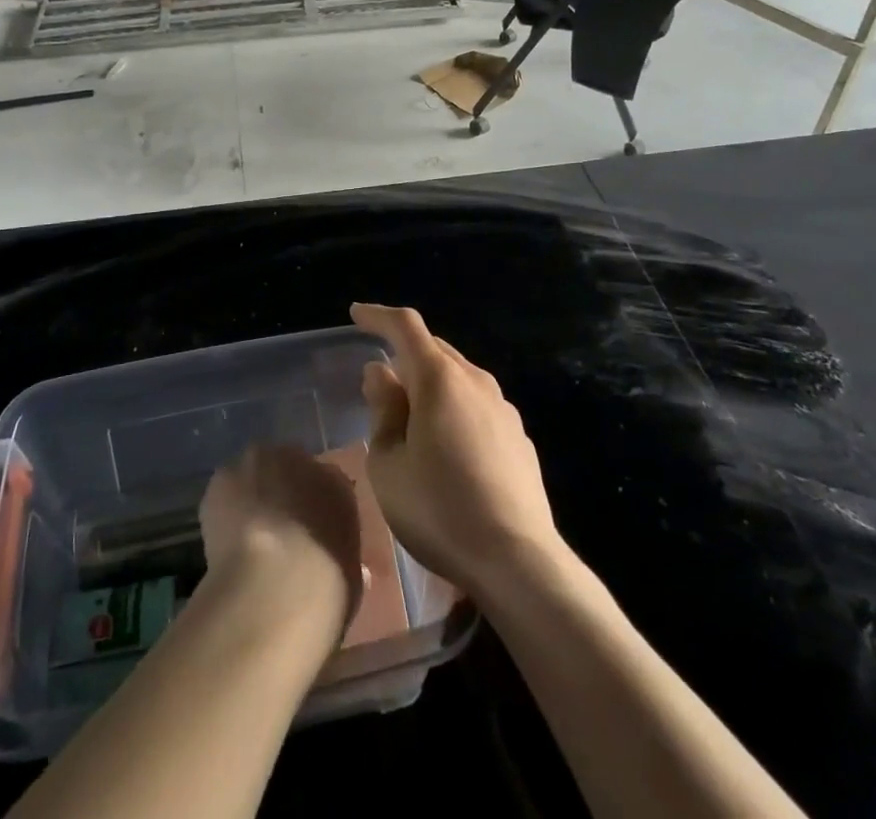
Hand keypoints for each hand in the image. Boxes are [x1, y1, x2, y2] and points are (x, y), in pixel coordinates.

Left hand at [199, 444, 363, 631]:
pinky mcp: (222, 477)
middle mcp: (300, 459)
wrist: (274, 586)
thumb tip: (331, 554)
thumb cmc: (324, 589)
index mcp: (338, 483)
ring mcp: (259, 462)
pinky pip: (225, 490)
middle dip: (283, 493)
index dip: (316, 509)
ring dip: (252, 495)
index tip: (309, 534)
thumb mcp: (349, 577)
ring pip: (255, 474)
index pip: (328, 485)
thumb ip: (339, 553)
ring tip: (247, 539)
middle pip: (289, 469)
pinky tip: (227, 542)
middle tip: (278, 533)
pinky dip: (225, 509)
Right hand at [352, 303, 561, 600]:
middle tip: (379, 378)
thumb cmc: (440, 510)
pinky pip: (477, 405)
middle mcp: (475, 381)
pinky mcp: (519, 437)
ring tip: (410, 413)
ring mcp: (503, 409)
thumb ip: (383, 409)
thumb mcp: (389, 464)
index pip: (405, 327)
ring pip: (458, 377)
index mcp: (440, 379)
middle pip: (434, 350)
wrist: (518, 561)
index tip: (357, 314)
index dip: (378, 316)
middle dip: (404, 353)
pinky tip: (446, 443)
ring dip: (430, 382)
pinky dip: (454, 407)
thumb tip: (381, 372)